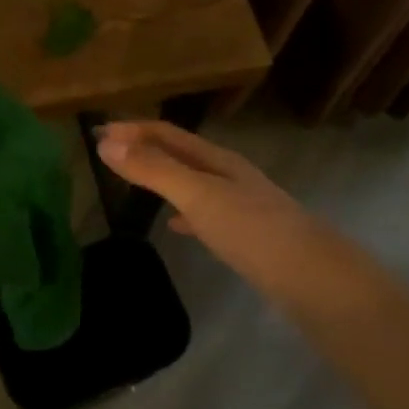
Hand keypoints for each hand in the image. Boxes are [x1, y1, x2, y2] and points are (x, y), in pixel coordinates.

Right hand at [95, 121, 321, 289]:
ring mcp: (241, 205)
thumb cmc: (252, 230)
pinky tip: (176, 225)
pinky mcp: (246, 235)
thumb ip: (154, 171)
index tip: (96, 133)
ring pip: (193, 182)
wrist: (312, 277)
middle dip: (144, 149)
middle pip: (181, 154)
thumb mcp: (198, 196)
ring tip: (134, 183)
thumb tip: (106, 145)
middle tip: (108, 154)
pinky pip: (205, 213)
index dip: (132, 130)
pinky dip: (183, 212)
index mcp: (218, 160)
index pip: (168, 134)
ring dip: (162, 177)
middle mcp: (230, 176)